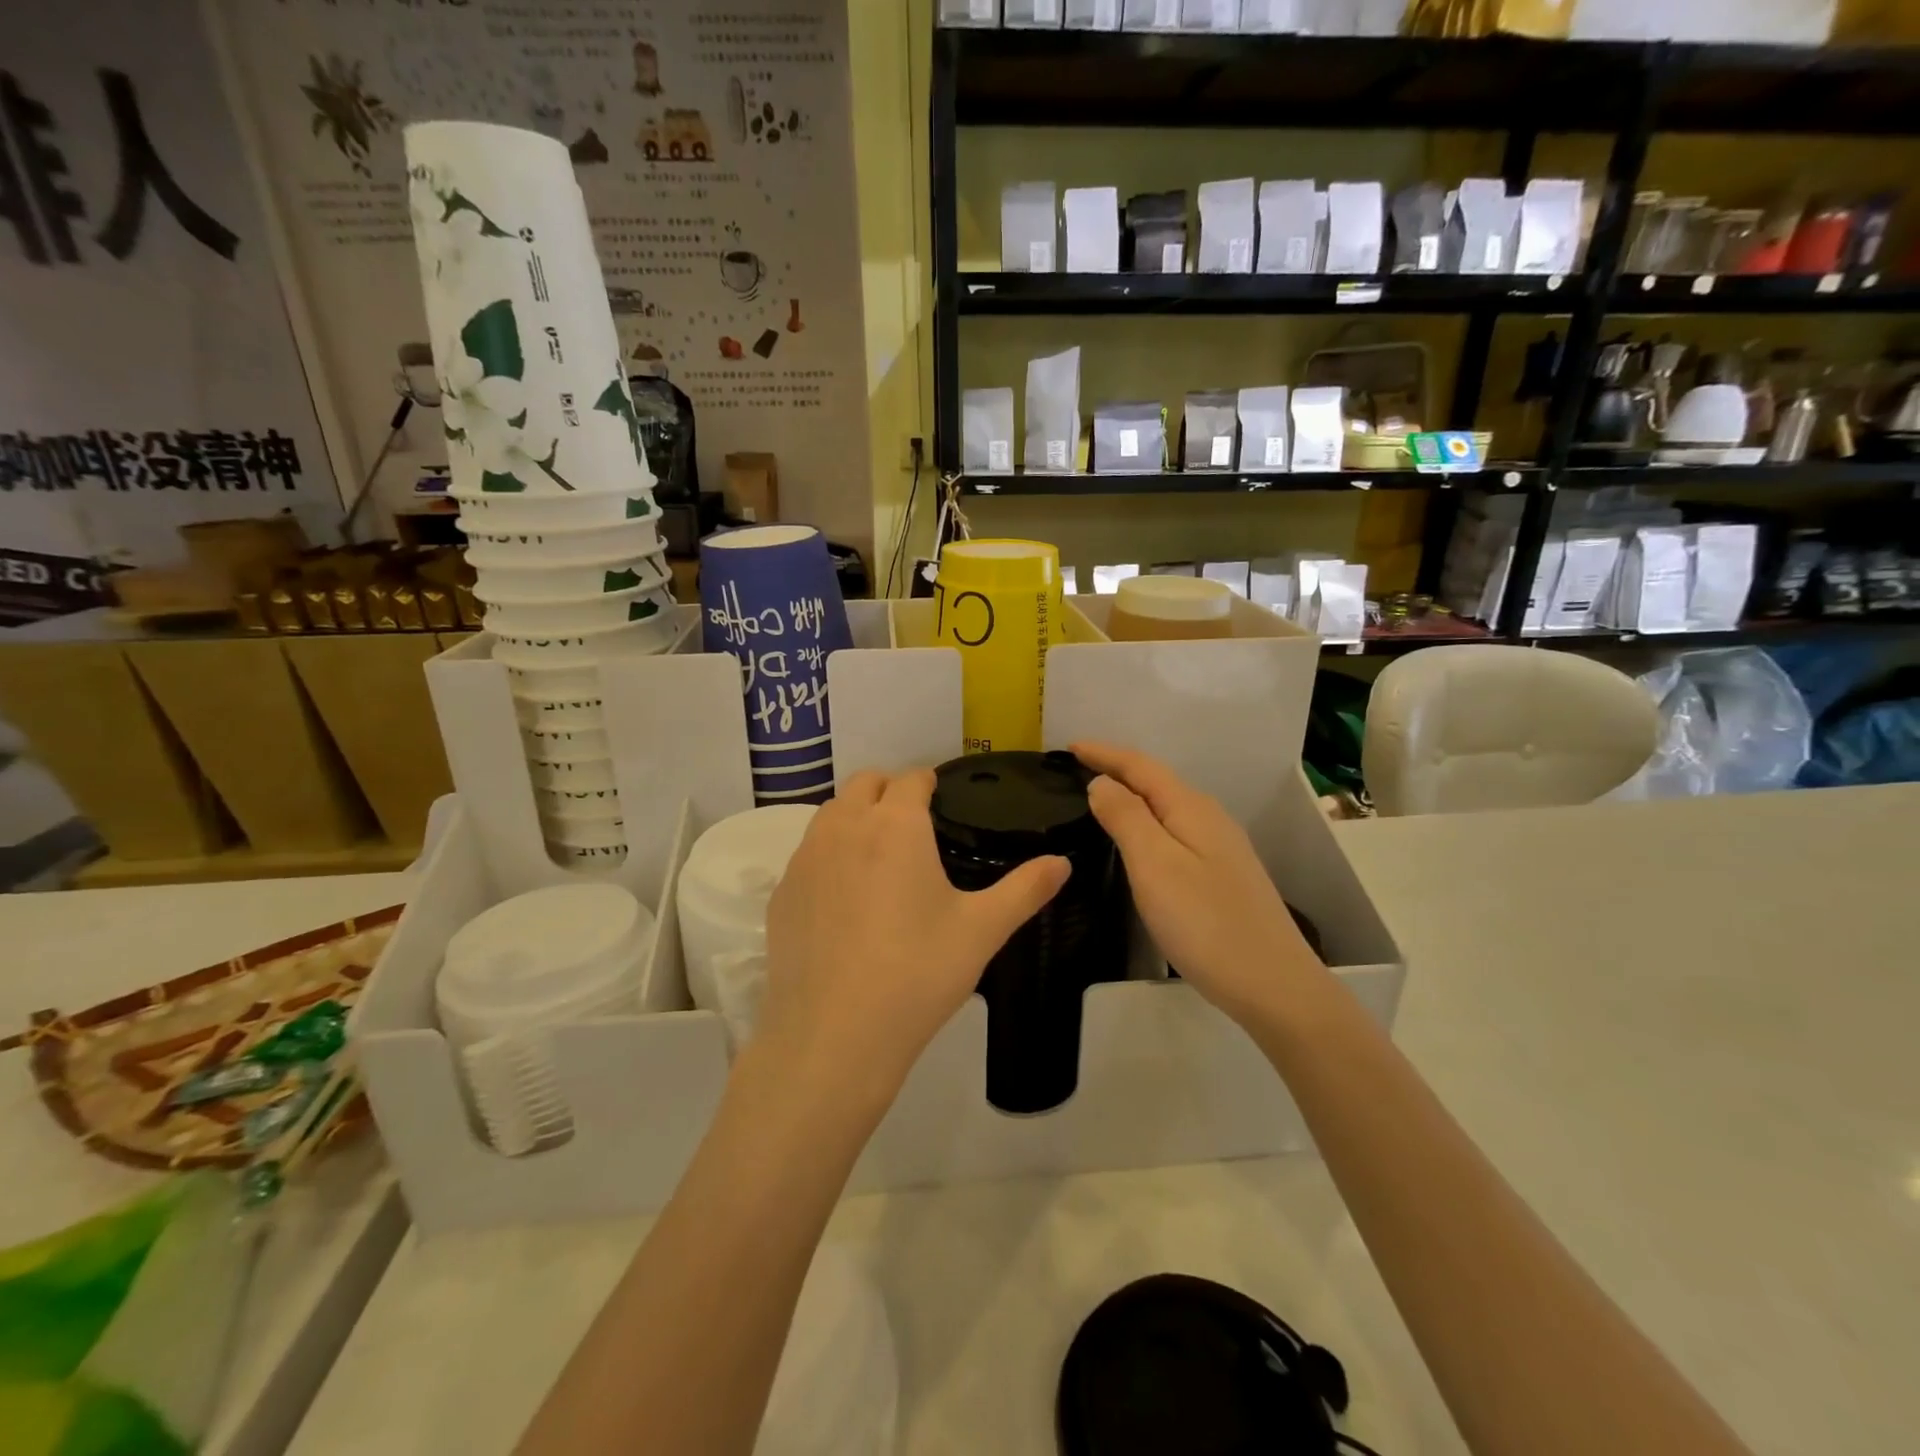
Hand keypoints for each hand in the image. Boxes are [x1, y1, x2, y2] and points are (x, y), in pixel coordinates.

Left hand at [757, 769, 1070, 1109]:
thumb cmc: (917, 974)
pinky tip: (845, 901)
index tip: (942, 800)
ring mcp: (805, 859)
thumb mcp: (982, 931)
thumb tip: (1063, 862)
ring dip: (856, 817)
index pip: (911, 779)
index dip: (929, 783)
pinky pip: (807, 854)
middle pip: (864, 783)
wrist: (833, 1037)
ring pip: (830, 814)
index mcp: (895, 825)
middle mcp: (844, 828)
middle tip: (914, 825)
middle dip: (889, 790)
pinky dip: (828, 856)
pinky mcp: (782, 893)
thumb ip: (1025, 889)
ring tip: (880, 857)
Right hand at [1074, 742, 1323, 1024]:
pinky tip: (1137, 842)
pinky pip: (1175, 832)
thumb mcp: (1154, 865)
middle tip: (1076, 770)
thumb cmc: (1204, 922)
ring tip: (1098, 800)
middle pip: (1156, 781)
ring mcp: (1220, 848)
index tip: (1068, 746)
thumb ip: (1126, 817)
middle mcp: (1209, 818)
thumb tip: (1102, 782)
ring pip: (1166, 808)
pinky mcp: (1221, 875)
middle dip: (1117, 770)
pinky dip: (1147, 824)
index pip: (1140, 766)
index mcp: (1190, 808)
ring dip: (1132, 797)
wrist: (1273, 985)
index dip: (1103, 753)